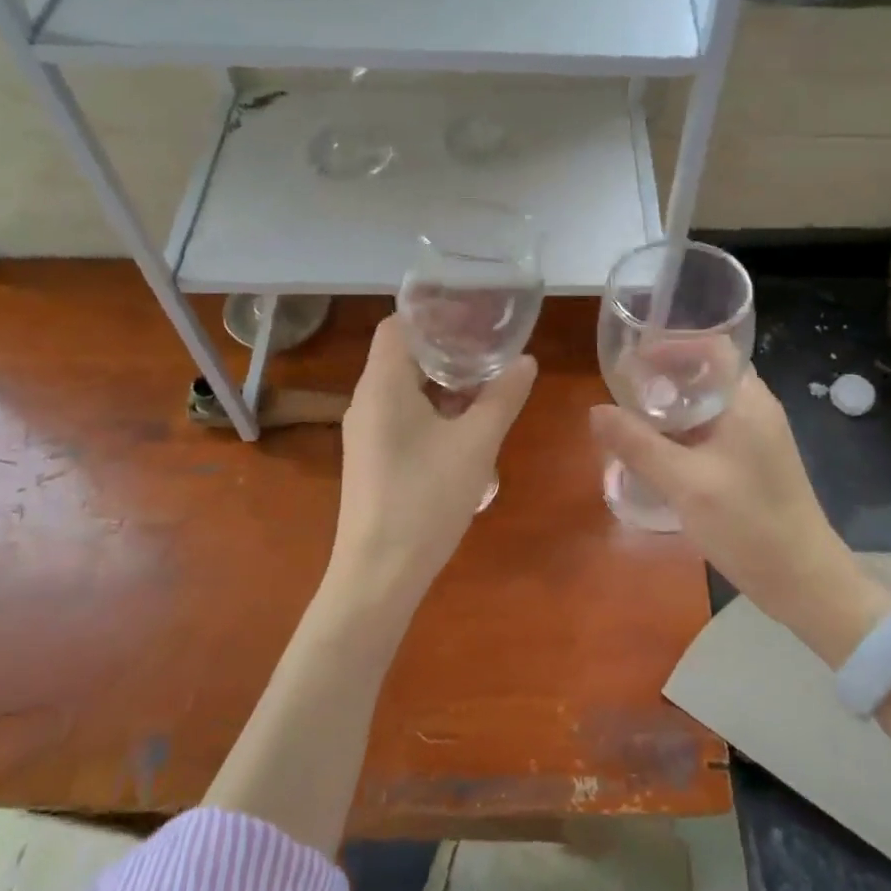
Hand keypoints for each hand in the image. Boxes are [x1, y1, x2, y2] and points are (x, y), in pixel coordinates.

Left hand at [330, 316, 536, 613]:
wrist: (378, 575)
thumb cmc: (425, 498)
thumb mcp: (476, 444)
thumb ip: (502, 398)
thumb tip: (526, 361)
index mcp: (382, 384)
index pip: (398, 325)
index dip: (433, 315)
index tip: (472, 316)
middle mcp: (365, 400)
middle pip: (402, 355)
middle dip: (446, 349)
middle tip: (489, 348)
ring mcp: (364, 431)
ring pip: (403, 387)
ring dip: (441, 382)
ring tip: (485, 385)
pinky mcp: (370, 457)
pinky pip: (400, 415)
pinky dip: (431, 408)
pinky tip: (464, 428)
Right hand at [589, 373, 884, 661]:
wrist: (803, 581)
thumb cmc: (747, 523)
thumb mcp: (684, 482)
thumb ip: (638, 444)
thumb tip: (595, 411)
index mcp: (747, 400)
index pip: (713, 346)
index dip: (672, 345)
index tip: (634, 359)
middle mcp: (756, 408)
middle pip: (707, 373)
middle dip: (665, 377)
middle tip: (625, 392)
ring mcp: (758, 436)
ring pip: (709, 404)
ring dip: (673, 407)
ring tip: (634, 420)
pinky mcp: (754, 462)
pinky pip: (713, 430)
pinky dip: (684, 431)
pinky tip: (658, 452)